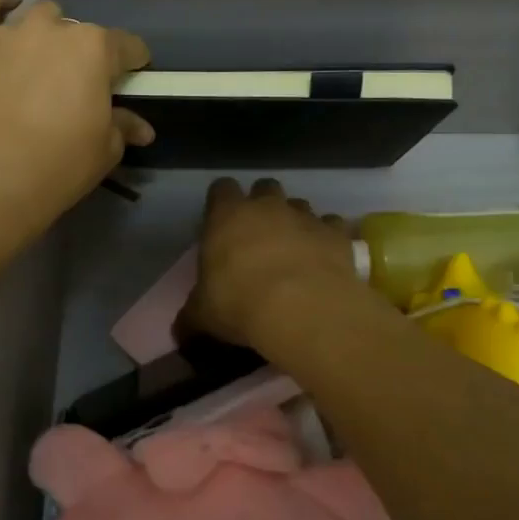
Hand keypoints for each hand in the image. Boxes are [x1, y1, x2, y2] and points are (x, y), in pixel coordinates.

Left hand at [0, 0, 152, 235]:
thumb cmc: (57, 168)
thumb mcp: (104, 151)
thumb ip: (123, 127)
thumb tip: (142, 127)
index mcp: (95, 50)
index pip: (127, 47)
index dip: (132, 65)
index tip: (130, 80)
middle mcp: (55, 29)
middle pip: (80, 32)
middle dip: (84, 55)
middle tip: (75, 88)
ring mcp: (10, 32)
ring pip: (39, 17)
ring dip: (47, 34)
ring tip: (40, 62)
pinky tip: (7, 4)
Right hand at [180, 178, 356, 348]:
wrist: (302, 309)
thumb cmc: (239, 303)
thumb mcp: (203, 316)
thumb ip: (192, 317)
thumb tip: (181, 332)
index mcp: (227, 216)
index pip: (221, 189)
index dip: (221, 201)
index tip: (220, 221)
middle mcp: (267, 206)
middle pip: (265, 187)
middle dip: (263, 205)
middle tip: (259, 234)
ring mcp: (305, 216)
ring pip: (300, 204)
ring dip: (296, 221)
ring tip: (294, 250)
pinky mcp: (337, 234)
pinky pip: (333, 226)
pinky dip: (329, 238)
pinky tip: (325, 259)